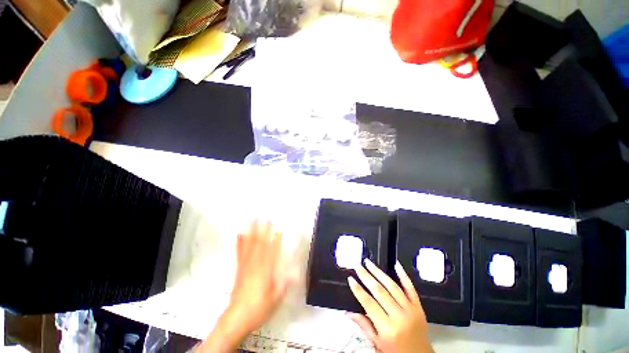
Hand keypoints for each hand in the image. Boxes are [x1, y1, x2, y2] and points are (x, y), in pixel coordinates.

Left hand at [197, 220, 290, 352]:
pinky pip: (239, 253)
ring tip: (253, 221)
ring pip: (250, 245)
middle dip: (264, 230)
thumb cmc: (259, 308)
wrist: (237, 317)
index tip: (279, 230)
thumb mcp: (276, 298)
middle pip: (260, 244)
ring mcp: (246, 265)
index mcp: (266, 271)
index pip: (272, 252)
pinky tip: (239, 234)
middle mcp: (256, 265)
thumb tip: (294, 274)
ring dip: (252, 232)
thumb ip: (284, 284)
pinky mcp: (239, 269)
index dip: (276, 240)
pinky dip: (240, 242)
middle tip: (266, 218)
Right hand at [348, 259, 433, 352]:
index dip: (358, 290)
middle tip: (357, 266)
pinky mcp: (418, 306)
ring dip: (379, 272)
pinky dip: (404, 276)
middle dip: (366, 277)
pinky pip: (411, 288)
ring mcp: (410, 310)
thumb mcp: (377, 343)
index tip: (350, 278)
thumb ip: (363, 325)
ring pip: (392, 286)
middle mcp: (399, 316)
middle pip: (379, 291)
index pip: (369, 303)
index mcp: (387, 328)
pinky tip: (396, 265)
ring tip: (369, 263)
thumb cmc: (395, 352)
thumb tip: (347, 312)